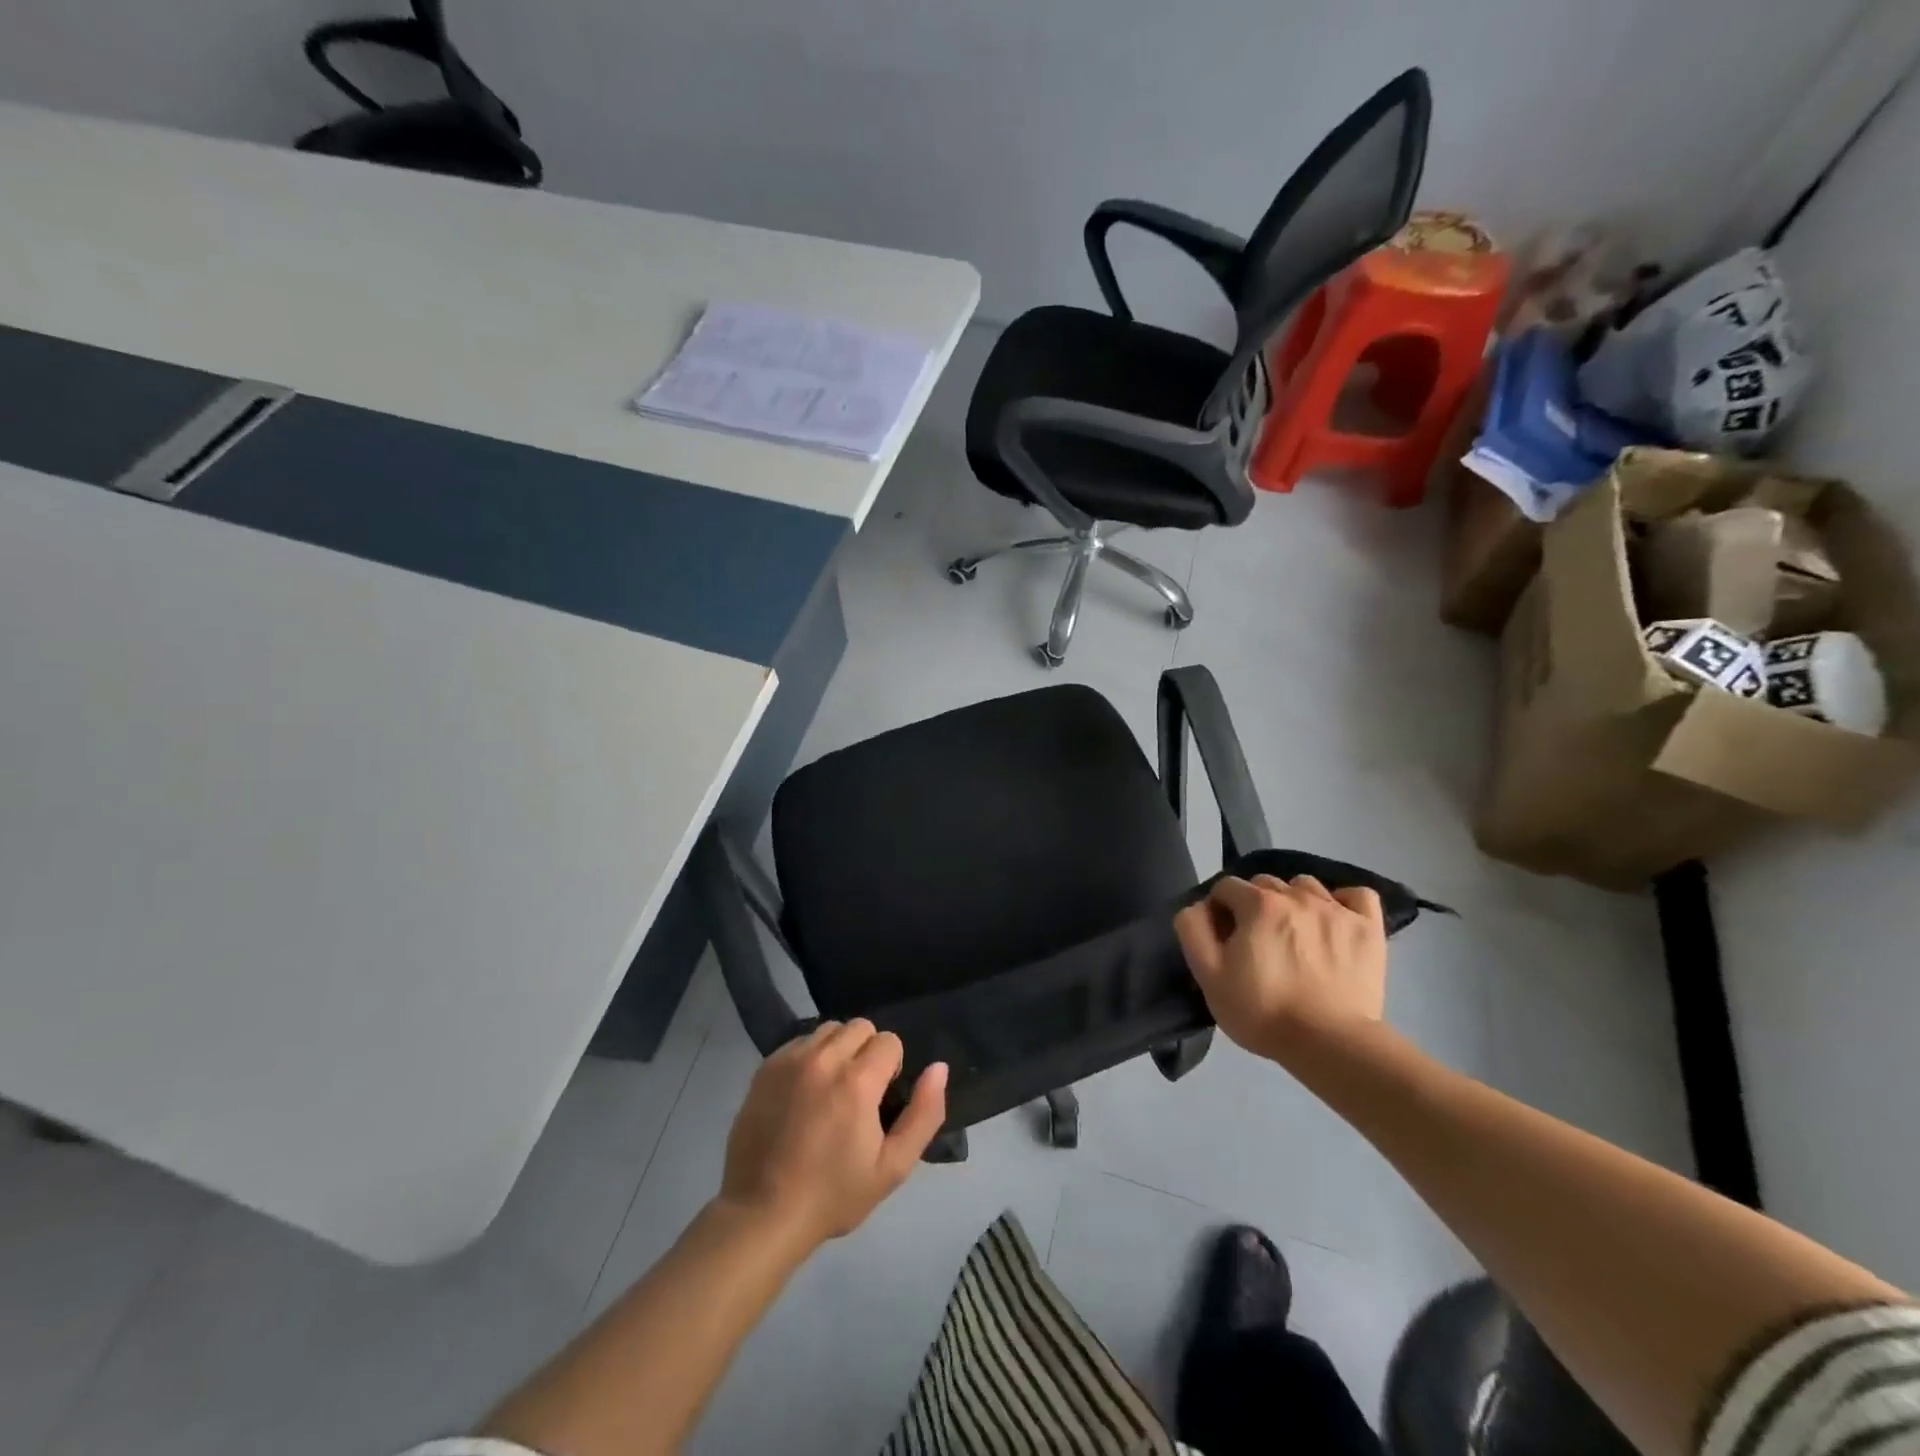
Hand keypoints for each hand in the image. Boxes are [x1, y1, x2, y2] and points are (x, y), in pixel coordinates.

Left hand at [718, 1019, 947, 1249]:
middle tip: (859, 1092)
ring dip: (838, 1049)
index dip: (892, 1067)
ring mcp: (790, 1059)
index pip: (889, 1041)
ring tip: (831, 1089)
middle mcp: (823, 1058)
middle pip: (860, 1026)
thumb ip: (924, 1114)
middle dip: (868, 1051)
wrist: (761, 1214)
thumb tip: (938, 1068)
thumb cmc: (833, 1194)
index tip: (881, 1099)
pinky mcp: (765, 1067)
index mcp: (857, 1081)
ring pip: (828, 1029)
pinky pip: (799, 1042)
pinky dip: (809, 1056)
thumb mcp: (893, 1167)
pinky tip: (804, 1092)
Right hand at [1173, 874, 1387, 1061]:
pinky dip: (1343, 902)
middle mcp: (1297, 895)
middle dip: (1253, 905)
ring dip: (1294, 901)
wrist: (1329, 1044)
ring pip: (1306, 886)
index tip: (1224, 940)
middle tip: (1256, 942)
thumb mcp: (1208, 974)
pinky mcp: (1369, 929)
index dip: (1219, 911)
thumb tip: (1199, 906)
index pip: (1226, 887)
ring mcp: (1337, 910)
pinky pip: (1357, 895)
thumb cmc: (1262, 1010)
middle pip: (1265, 884)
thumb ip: (1193, 929)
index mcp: (1257, 903)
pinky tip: (1334, 921)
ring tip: (1294, 935)